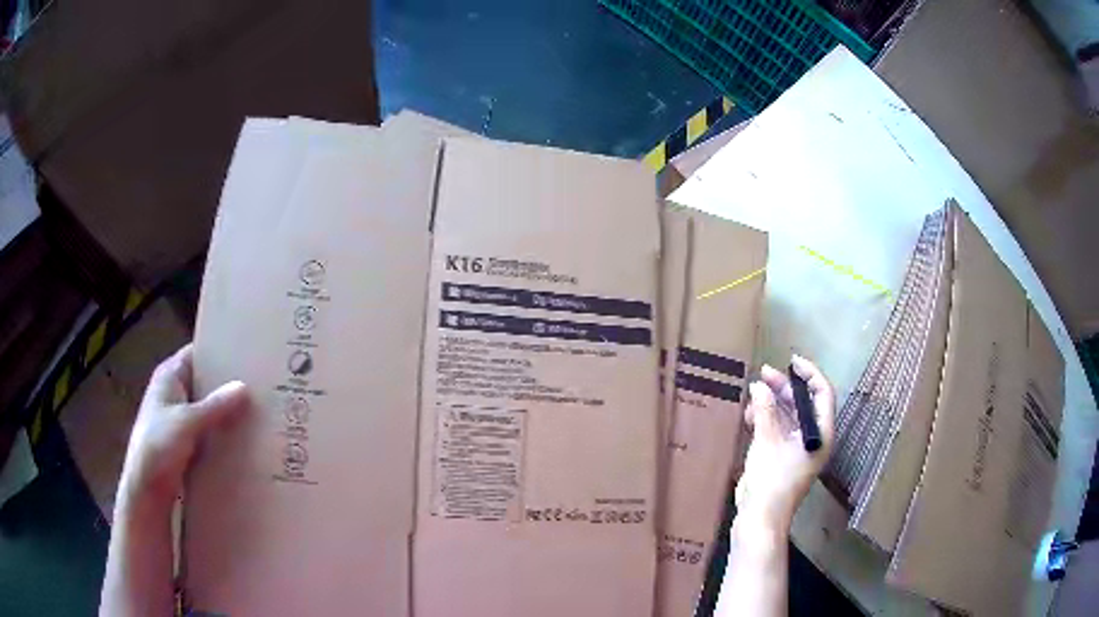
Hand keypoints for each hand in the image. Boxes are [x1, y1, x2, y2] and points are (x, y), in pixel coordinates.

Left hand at [118, 344, 247, 510]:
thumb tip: (244, 387)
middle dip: (227, 385)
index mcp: (169, 375)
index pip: (196, 353)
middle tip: (259, 385)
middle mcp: (174, 392)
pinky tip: (243, 439)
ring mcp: (179, 418)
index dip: (218, 352)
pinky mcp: (185, 442)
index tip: (247, 354)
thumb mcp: (188, 422)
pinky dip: (222, 433)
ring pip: (208, 409)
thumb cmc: (158, 445)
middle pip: (204, 381)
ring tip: (258, 411)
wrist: (146, 488)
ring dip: (226, 412)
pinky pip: (208, 430)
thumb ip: (215, 406)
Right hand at [735, 354, 834, 533]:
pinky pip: (776, 429)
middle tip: (764, 373)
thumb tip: (758, 385)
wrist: (760, 517)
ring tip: (752, 394)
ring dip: (771, 403)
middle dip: (784, 387)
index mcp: (820, 434)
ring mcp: (796, 449)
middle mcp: (812, 438)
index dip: (810, 374)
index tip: (791, 361)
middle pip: (803, 403)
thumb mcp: (767, 441)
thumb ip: (765, 410)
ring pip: (788, 415)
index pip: (822, 394)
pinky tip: (749, 415)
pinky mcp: (781, 457)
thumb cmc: (771, 479)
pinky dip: (764, 419)